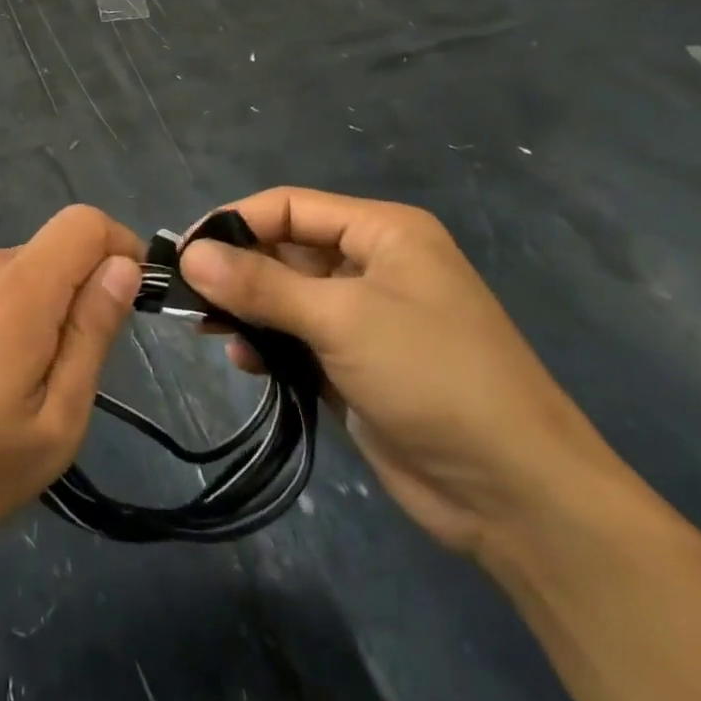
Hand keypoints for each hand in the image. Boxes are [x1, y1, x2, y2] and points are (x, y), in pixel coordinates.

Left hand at [0, 205, 141, 573]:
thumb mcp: (55, 422)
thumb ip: (92, 334)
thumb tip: (123, 267)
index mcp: (14, 292)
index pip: (83, 223)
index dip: (118, 246)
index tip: (126, 297)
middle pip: (50, 251)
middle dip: (75, 294)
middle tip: (64, 371)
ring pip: (16, 271)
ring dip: (35, 308)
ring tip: (14, 382)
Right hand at [181, 189, 622, 557]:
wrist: (516, 494)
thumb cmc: (432, 376)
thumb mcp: (341, 319)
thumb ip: (261, 285)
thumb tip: (189, 255)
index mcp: (383, 232)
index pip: (290, 206)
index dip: (235, 222)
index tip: (184, 252)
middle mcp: (373, 265)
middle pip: (285, 250)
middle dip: (237, 271)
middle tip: (187, 296)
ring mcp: (365, 317)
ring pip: (286, 296)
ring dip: (247, 310)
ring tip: (210, 331)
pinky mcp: (356, 364)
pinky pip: (297, 338)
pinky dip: (268, 345)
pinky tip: (245, 362)